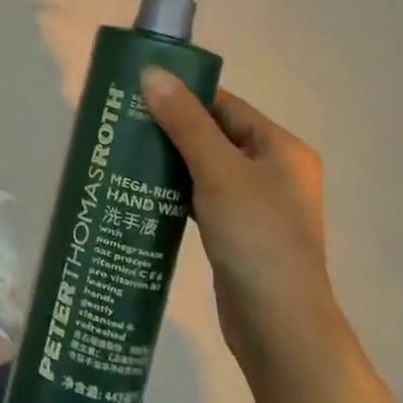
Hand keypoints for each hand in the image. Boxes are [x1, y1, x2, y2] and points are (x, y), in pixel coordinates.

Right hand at [141, 69, 340, 367]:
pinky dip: (175, 191)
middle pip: (212, 134)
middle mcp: (273, 171)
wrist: (280, 330)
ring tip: (123, 151)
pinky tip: (141, 190)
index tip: (136, 92)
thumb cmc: (257, 238)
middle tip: (122, 122)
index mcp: (280, 149)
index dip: (182, 94)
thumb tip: (151, 72)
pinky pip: (201, 197)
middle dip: (169, 127)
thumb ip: (185, 121)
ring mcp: (256, 205)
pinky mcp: (237, 233)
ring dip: (169, 160)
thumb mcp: (219, 171)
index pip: (224, 104)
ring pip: (203, 167)